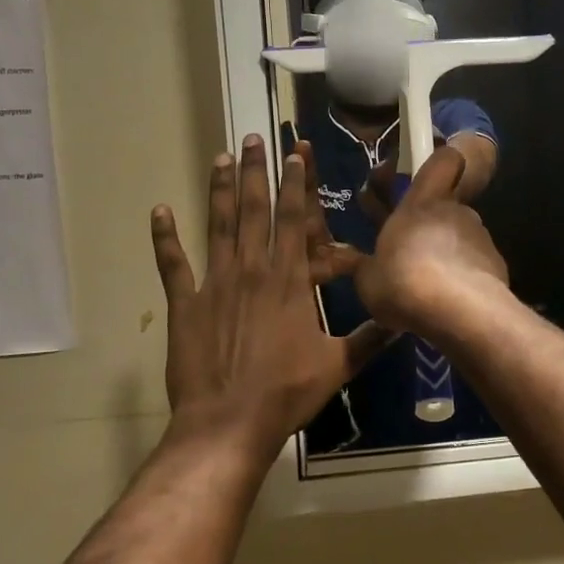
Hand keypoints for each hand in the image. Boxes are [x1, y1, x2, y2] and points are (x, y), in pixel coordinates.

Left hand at [151, 137, 389, 459]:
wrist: (228, 423)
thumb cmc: (287, 392)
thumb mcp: (338, 365)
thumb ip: (370, 338)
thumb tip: (404, 320)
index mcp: (289, 280)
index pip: (295, 220)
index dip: (295, 184)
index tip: (294, 154)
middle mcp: (252, 270)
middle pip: (254, 211)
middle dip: (256, 172)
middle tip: (253, 139)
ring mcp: (215, 284)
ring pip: (217, 226)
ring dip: (218, 190)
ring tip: (220, 157)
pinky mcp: (185, 304)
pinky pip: (172, 265)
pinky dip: (165, 237)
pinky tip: (159, 211)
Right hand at [355, 144, 510, 336]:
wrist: (460, 312)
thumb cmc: (403, 281)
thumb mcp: (368, 279)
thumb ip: (366, 266)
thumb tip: (359, 264)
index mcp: (422, 202)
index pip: (443, 161)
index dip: (438, 163)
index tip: (425, 176)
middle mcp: (456, 211)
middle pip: (446, 207)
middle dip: (431, 226)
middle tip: (411, 255)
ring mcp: (481, 237)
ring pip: (461, 238)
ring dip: (447, 255)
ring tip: (429, 288)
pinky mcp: (497, 266)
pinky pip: (476, 265)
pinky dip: (464, 279)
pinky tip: (450, 304)